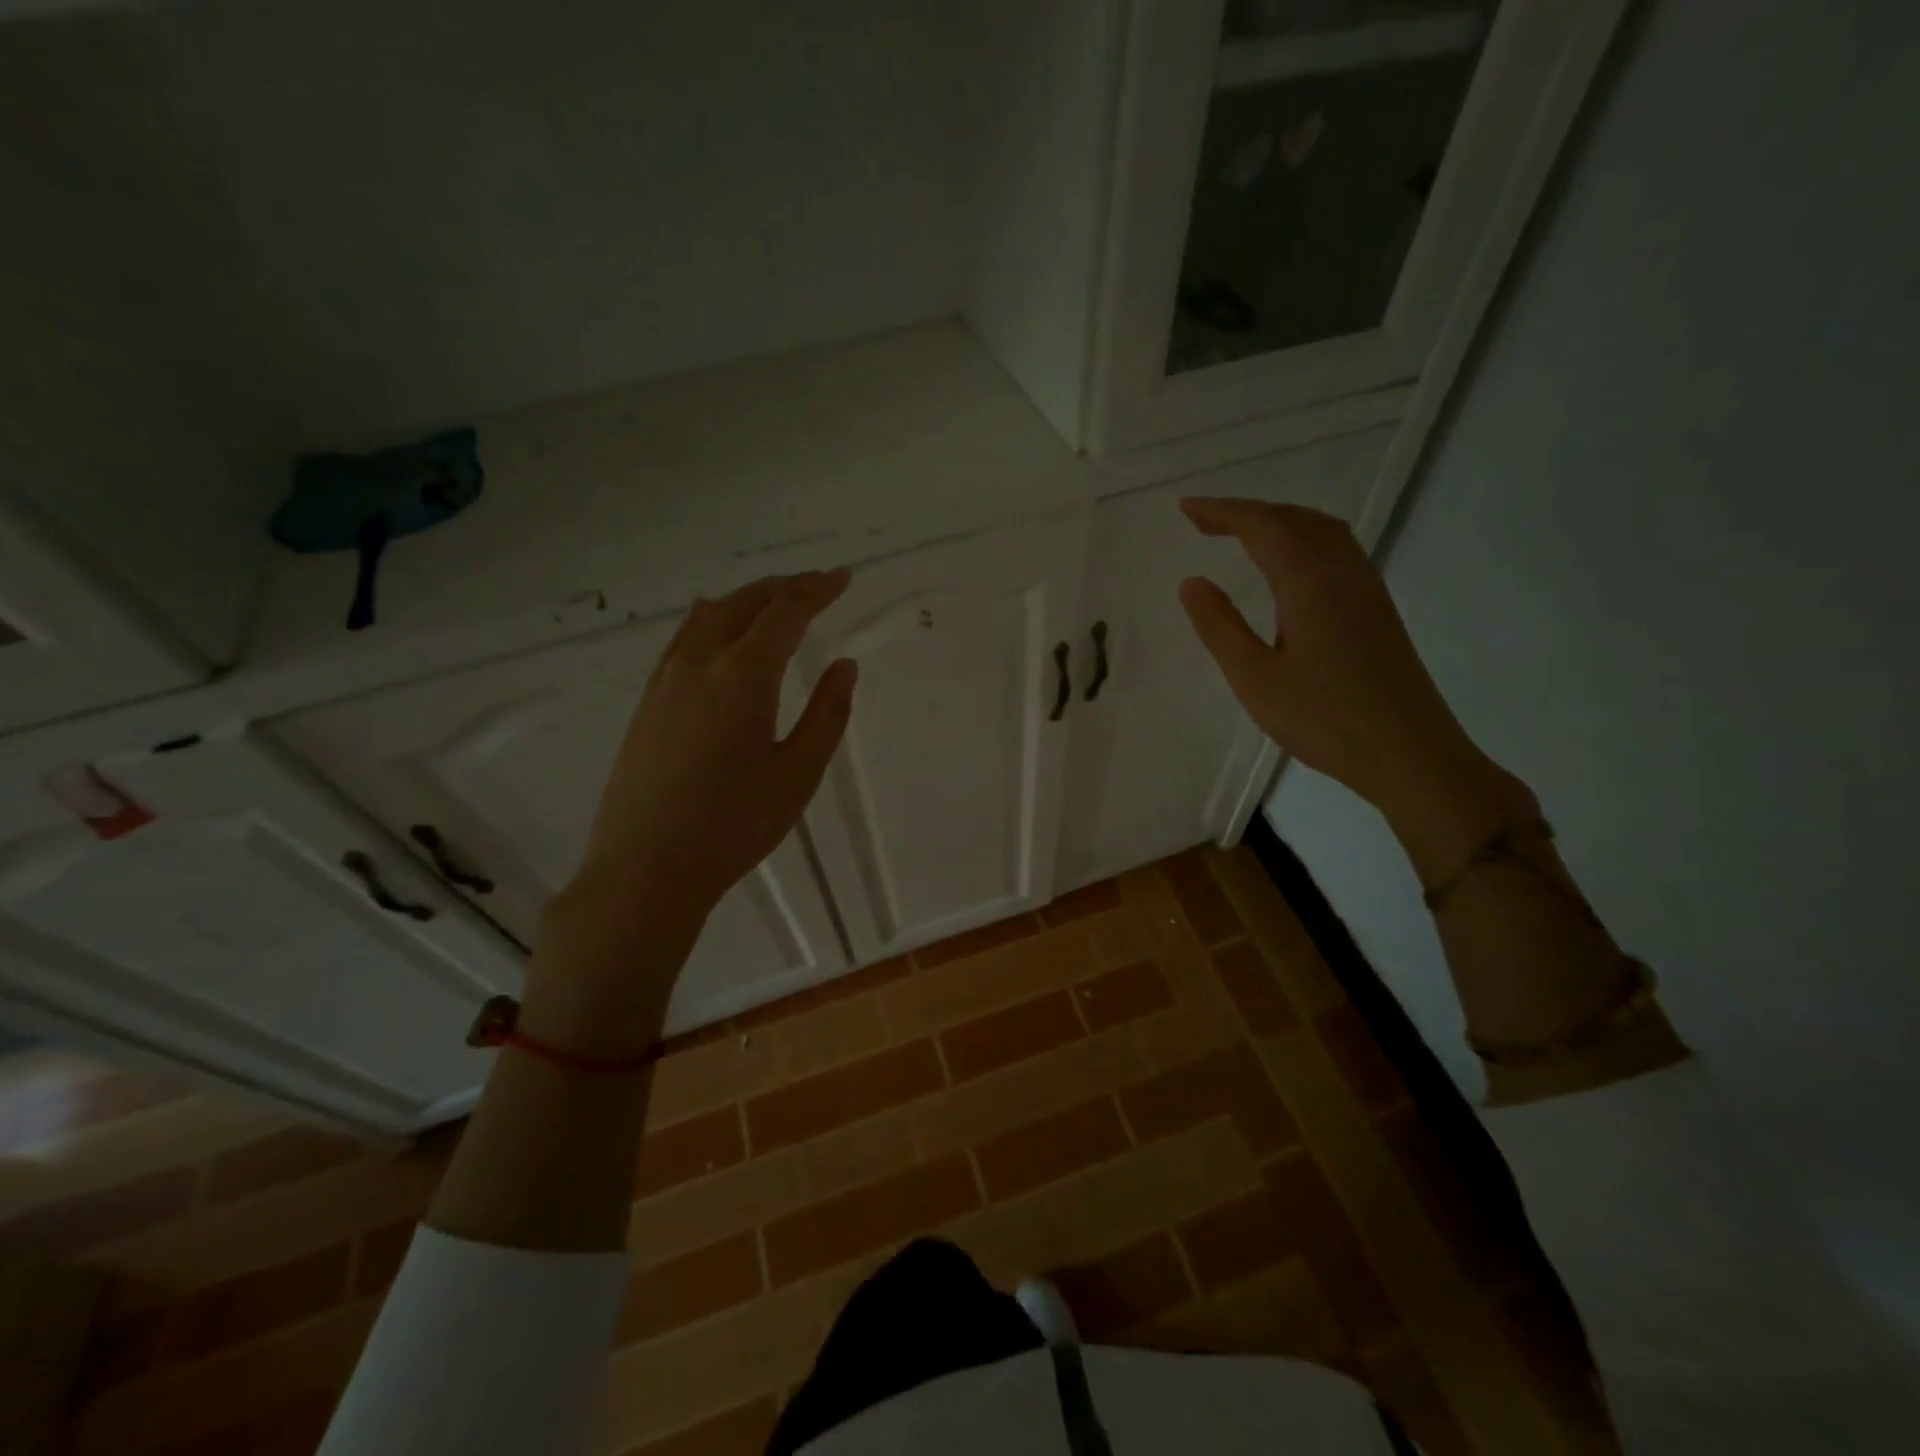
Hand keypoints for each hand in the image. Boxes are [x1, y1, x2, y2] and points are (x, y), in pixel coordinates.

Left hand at [525, 569, 857, 1052]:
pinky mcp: (647, 702)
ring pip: (709, 616)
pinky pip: (683, 638)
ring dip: (747, 599)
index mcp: (743, 675)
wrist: (646, 868)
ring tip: (774, 598)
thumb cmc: (735, 824)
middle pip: (745, 604)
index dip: (817, 590)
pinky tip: (714, 624)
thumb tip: (844, 666)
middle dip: (785, 587)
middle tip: (817, 583)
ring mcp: (665, 680)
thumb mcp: (799, 773)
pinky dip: (711, 618)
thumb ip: (827, 713)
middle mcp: (699, 663)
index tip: (843, 577)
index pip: (786, 613)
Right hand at [1177, 499, 1530, 872]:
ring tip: (1242, 533)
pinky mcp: (1378, 609)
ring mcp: (1367, 588)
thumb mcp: (1255, 678)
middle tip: (1205, 520)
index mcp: (1309, 583)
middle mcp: (1343, 572)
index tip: (1186, 509)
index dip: (1222, 511)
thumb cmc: (1324, 720)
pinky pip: (1337, 549)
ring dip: (1279, 521)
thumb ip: (1220, 626)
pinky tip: (1290, 565)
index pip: (1262, 527)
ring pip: (1322, 530)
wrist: (1409, 753)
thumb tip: (1192, 582)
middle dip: (1248, 511)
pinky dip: (1303, 538)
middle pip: (1295, 519)